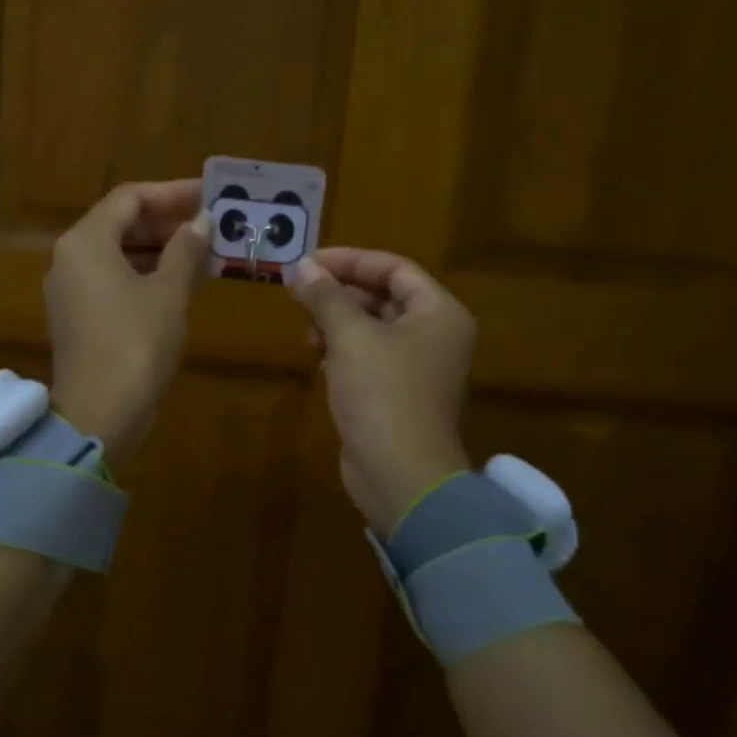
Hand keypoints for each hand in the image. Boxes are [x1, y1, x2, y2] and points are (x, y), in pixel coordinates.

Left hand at [45, 179, 211, 463]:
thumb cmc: (136, 343)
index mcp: (85, 242)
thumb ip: (186, 249)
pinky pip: (113, 280)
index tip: (209, 195)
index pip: (130, 198)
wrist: (99, 413)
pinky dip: (145, 275)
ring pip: (118, 253)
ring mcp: (70, 290)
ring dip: (159, 250)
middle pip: (120, 224)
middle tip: (210, 225)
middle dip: (167, 223)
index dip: (172, 193)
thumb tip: (203, 221)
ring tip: (203, 253)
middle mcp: (70, 258)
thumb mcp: (169, 292)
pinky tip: (180, 283)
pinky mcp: (78, 317)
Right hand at [288, 248, 476, 536]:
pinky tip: (318, 357)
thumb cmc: (383, 394)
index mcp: (438, 313)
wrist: (400, 475)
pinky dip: (341, 350)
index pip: (394, 269)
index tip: (308, 263)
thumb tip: (300, 267)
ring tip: (308, 333)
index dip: (350, 260)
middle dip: (339, 293)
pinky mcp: (395, 393)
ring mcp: (416, 366)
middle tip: (298, 293)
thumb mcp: (350, 336)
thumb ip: (326, 296)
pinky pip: (367, 356)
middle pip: (382, 296)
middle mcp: (434, 335)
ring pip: (371, 327)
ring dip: (336, 322)